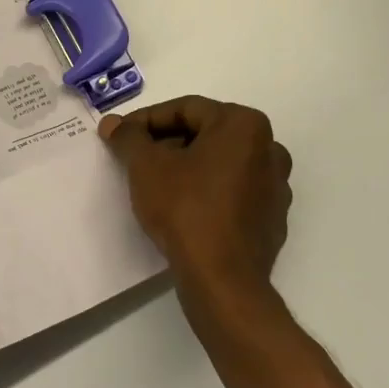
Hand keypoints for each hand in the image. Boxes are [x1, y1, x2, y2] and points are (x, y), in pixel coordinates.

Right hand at [100, 96, 292, 294]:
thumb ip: (129, 138)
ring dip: (187, 167)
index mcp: (244, 125)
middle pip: (206, 134)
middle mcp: (269, 148)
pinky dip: (207, 192)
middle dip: (167, 143)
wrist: (222, 278)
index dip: (146, 120)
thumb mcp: (146, 166)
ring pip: (220, 164)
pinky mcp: (272, 219)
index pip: (185, 109)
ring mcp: (276, 186)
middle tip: (134, 158)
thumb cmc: (185, 208)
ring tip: (155, 183)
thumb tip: (113, 124)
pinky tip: (182, 209)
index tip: (120, 135)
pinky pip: (233, 193)